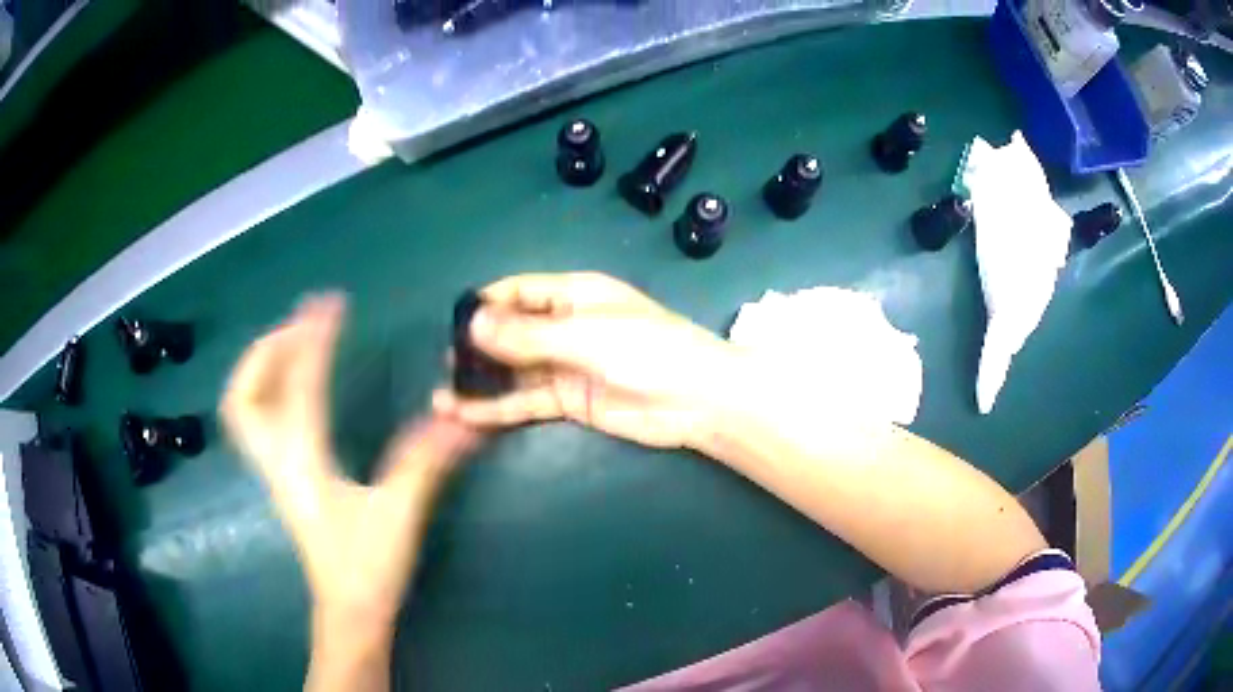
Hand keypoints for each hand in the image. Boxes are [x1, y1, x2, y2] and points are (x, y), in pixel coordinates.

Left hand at [220, 294, 478, 630]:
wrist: (348, 610)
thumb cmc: (368, 566)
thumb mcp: (399, 514)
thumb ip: (425, 463)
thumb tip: (465, 420)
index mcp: (303, 460)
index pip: (300, 384)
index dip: (314, 338)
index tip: (331, 303)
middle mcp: (278, 458)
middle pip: (244, 394)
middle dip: (266, 350)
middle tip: (298, 325)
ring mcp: (273, 469)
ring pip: (242, 409)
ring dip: (260, 368)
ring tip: (290, 344)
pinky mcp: (280, 478)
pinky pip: (255, 423)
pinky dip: (264, 392)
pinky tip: (291, 388)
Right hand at [432, 272, 742, 448]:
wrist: (696, 399)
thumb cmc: (646, 350)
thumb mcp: (583, 334)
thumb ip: (527, 334)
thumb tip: (473, 324)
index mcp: (573, 294)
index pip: (519, 291)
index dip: (485, 304)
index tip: (451, 323)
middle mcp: (565, 326)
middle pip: (512, 333)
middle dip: (477, 347)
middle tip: (442, 366)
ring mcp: (566, 365)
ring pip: (515, 371)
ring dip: (482, 382)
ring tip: (442, 398)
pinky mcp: (570, 400)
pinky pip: (527, 401)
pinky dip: (499, 408)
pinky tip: (468, 414)